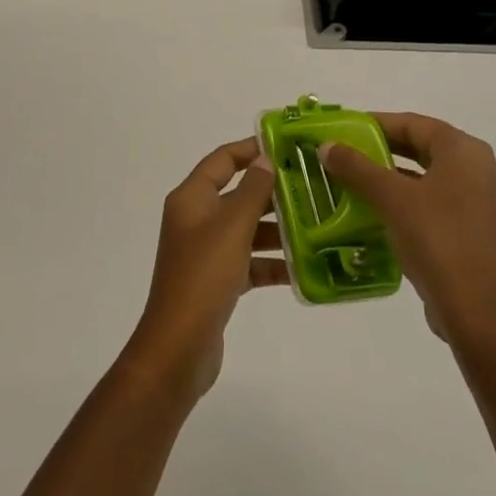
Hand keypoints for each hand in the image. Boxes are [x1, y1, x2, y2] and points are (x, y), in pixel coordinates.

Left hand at [123, 138, 286, 399]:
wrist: (179, 348)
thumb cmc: (203, 276)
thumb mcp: (232, 226)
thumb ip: (252, 190)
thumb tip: (265, 159)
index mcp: (191, 198)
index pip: (222, 160)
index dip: (250, 149)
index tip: (285, 147)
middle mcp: (196, 219)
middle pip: (238, 195)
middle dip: (272, 193)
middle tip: (312, 188)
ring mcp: (205, 252)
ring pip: (246, 230)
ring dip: (277, 230)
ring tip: (317, 227)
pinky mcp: (217, 281)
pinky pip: (249, 262)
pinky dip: (271, 263)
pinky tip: (303, 268)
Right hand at [319, 113, 495, 346]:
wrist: (478, 314)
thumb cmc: (437, 240)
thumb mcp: (391, 199)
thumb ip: (357, 168)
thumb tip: (327, 146)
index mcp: (465, 151)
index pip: (414, 123)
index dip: (377, 123)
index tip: (345, 128)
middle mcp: (479, 169)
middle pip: (423, 148)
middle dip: (383, 150)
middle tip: (346, 154)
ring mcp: (482, 203)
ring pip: (429, 178)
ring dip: (393, 178)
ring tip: (355, 183)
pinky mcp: (477, 232)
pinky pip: (437, 203)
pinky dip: (409, 202)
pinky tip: (379, 214)